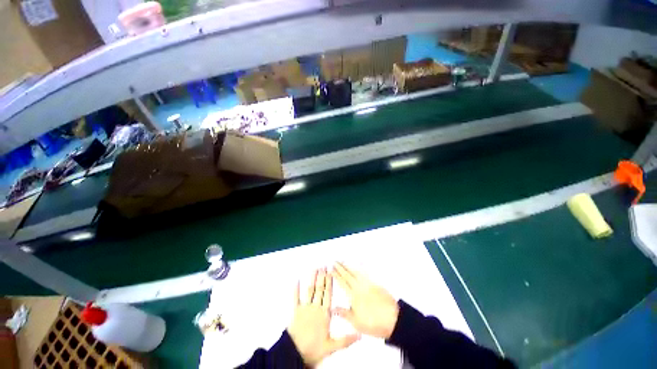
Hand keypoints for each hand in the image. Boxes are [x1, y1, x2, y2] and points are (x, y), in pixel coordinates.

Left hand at [287, 268, 359, 366]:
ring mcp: (305, 308)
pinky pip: (295, 298)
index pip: (328, 294)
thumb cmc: (314, 349)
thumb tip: (360, 336)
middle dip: (322, 277)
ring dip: (312, 279)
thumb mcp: (331, 347)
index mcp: (324, 313)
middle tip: (323, 266)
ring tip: (315, 269)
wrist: (295, 353)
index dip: (329, 282)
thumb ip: (345, 340)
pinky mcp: (296, 311)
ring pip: (310, 290)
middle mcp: (315, 307)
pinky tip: (297, 281)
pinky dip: (296, 289)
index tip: (330, 272)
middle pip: (319, 289)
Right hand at [331, 262, 399, 339]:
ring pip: (356, 272)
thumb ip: (344, 313)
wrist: (393, 319)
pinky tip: (358, 264)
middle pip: (348, 275)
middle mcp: (359, 287)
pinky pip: (365, 272)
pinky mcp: (375, 283)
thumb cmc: (373, 323)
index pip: (343, 283)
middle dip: (341, 268)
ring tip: (343, 261)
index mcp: (354, 296)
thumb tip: (332, 308)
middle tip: (335, 262)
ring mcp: (368, 283)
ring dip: (348, 266)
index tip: (331, 269)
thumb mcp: (356, 322)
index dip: (336, 275)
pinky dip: (360, 267)